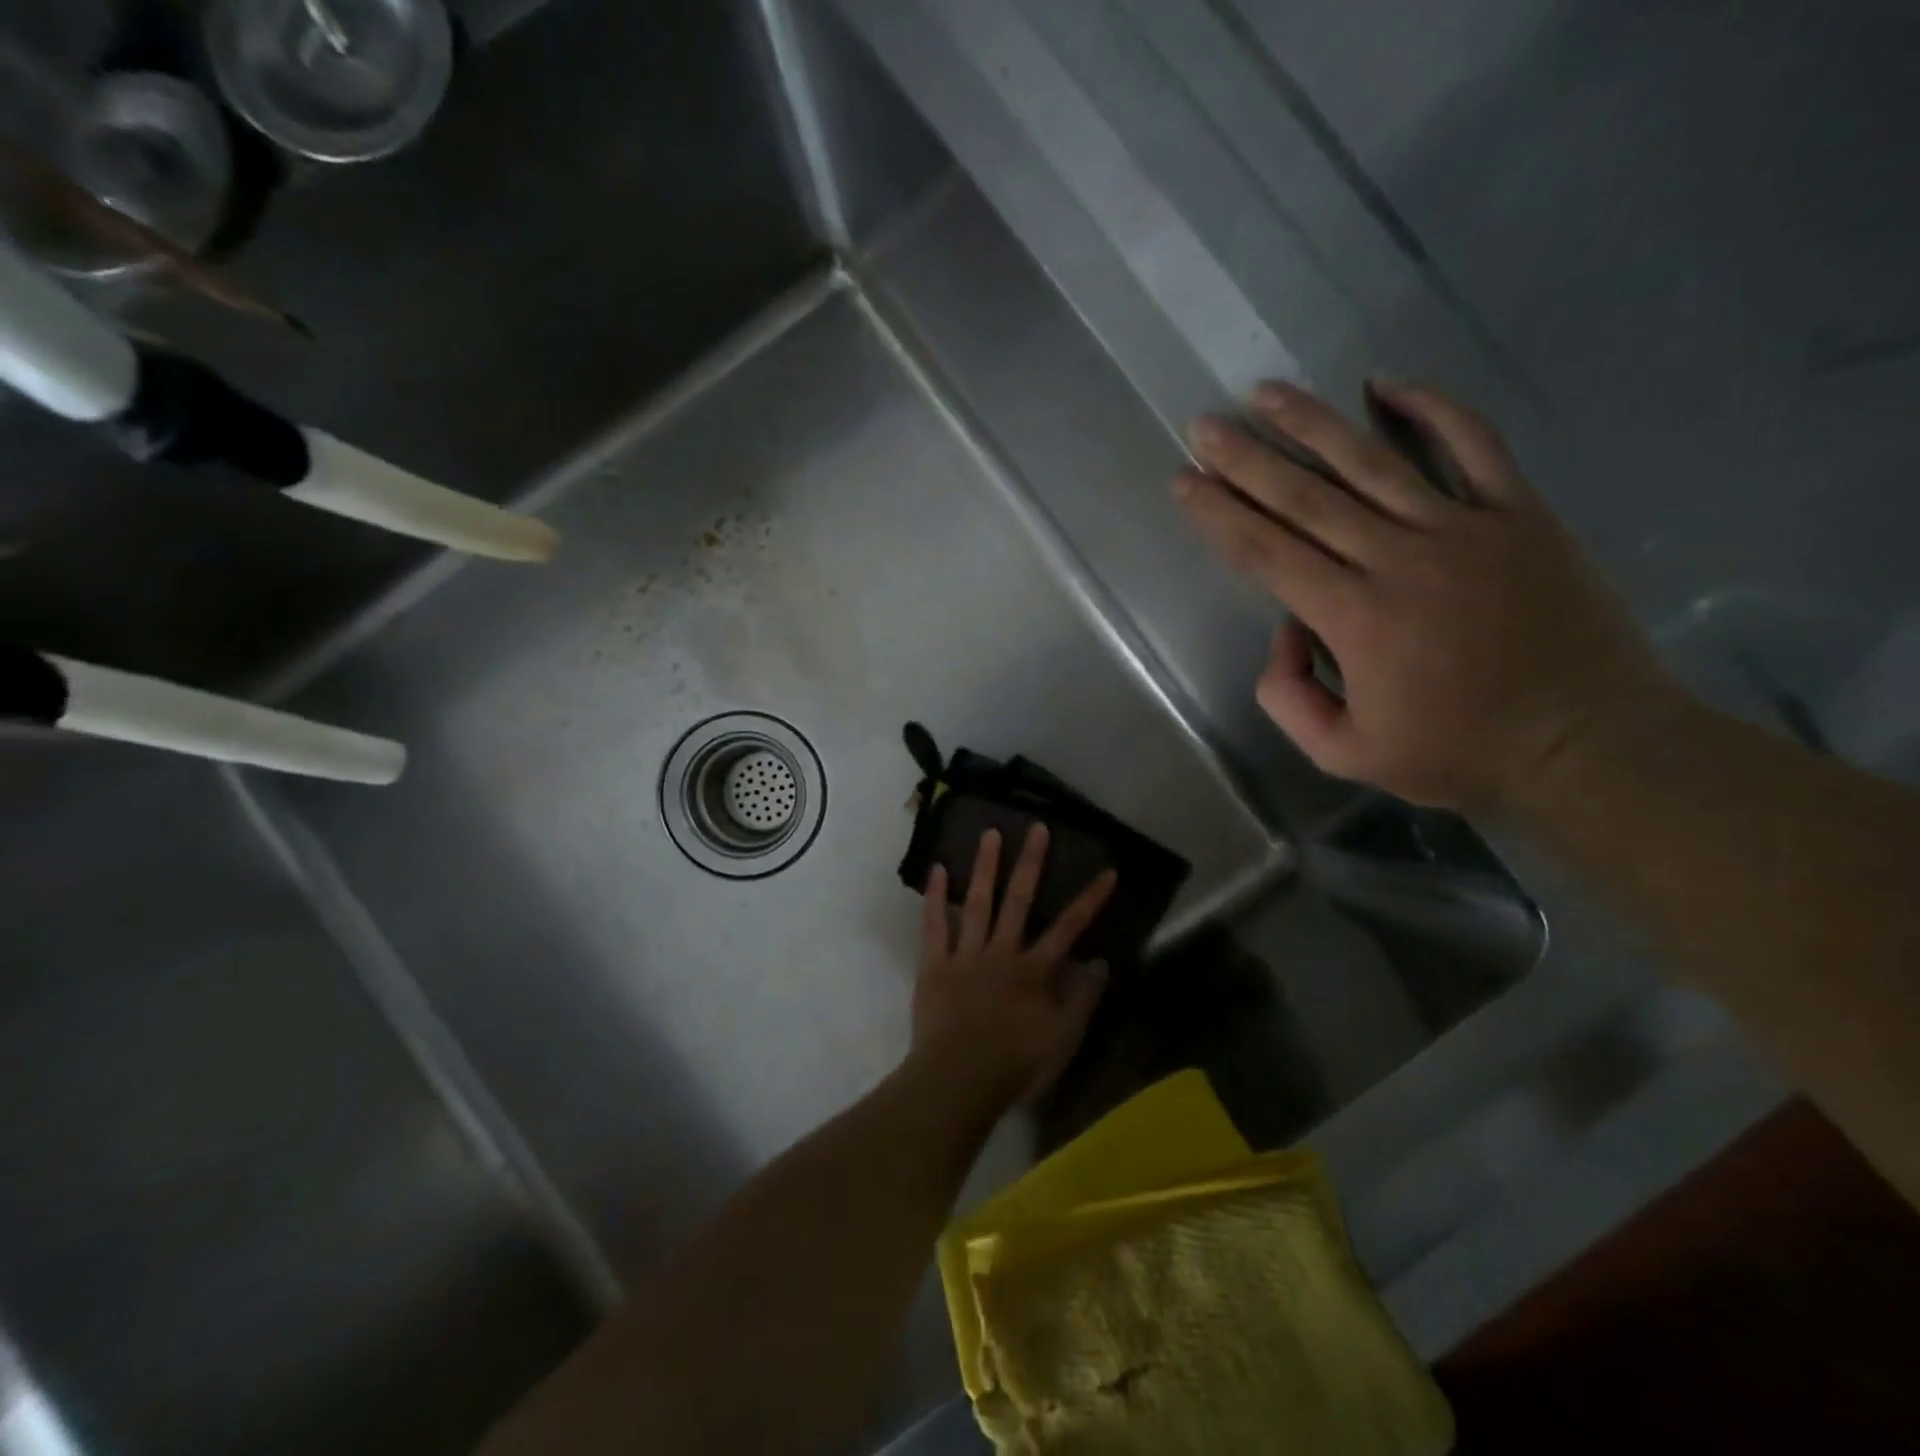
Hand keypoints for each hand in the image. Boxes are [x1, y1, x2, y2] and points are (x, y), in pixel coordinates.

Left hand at [912, 825, 1116, 1104]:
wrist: (958, 1081)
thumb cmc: (1015, 1064)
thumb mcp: (1063, 1039)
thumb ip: (1083, 999)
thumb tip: (1100, 961)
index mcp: (1034, 970)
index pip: (1069, 928)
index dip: (1090, 899)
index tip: (1107, 871)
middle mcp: (1002, 952)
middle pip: (1020, 901)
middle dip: (1031, 863)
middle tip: (1037, 828)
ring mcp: (966, 955)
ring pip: (978, 903)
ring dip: (986, 867)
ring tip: (990, 833)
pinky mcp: (935, 965)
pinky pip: (934, 926)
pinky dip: (935, 897)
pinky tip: (938, 869)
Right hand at [1173, 378, 1680, 811]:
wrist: (1587, 744)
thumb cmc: (1458, 754)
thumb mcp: (1345, 754)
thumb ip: (1289, 697)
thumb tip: (1284, 630)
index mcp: (1354, 618)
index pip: (1266, 552)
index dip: (1218, 515)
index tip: (1183, 483)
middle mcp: (1399, 558)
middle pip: (1305, 496)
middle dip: (1245, 459)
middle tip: (1202, 426)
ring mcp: (1464, 527)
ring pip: (1372, 461)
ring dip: (1312, 423)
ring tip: (1265, 393)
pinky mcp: (1519, 514)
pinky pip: (1473, 444)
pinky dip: (1431, 408)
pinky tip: (1386, 384)